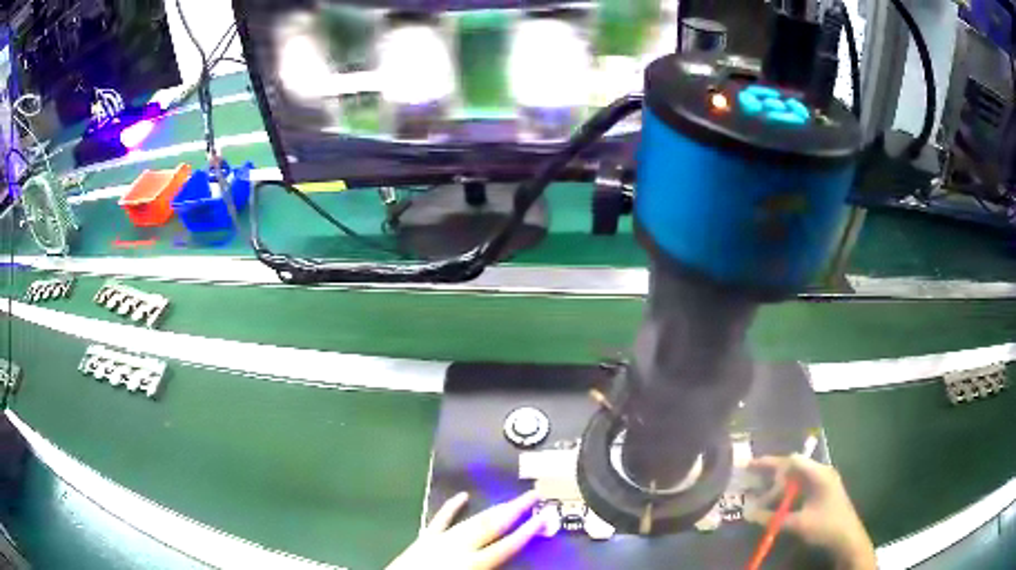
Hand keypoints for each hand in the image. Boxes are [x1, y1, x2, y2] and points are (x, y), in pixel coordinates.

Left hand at [386, 491, 544, 569]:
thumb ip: (492, 567)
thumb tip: (511, 559)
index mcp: (472, 564)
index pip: (506, 546)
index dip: (527, 532)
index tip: (544, 517)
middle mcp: (458, 548)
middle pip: (491, 527)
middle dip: (514, 511)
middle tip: (532, 495)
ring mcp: (439, 541)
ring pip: (471, 521)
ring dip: (492, 509)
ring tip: (511, 499)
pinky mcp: (423, 540)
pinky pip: (440, 520)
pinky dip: (452, 507)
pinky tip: (462, 496)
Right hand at [744, 454, 876, 569]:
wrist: (848, 538)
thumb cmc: (826, 526)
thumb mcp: (799, 524)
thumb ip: (774, 519)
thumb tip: (748, 514)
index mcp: (819, 474)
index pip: (792, 461)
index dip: (771, 466)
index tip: (752, 472)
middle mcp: (820, 473)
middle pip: (792, 467)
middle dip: (771, 474)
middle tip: (749, 477)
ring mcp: (822, 483)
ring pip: (794, 478)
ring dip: (777, 486)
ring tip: (757, 494)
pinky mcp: (821, 494)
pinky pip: (799, 488)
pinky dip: (785, 494)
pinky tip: (774, 504)